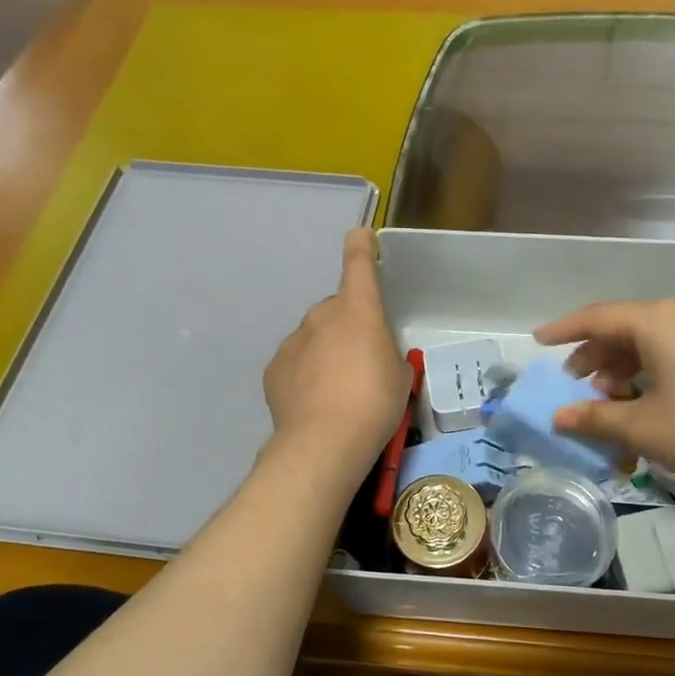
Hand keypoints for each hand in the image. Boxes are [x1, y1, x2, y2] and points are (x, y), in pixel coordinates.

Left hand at [262, 228, 410, 475]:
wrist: (325, 441)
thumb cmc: (375, 402)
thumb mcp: (400, 377)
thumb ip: (388, 356)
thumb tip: (375, 358)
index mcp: (358, 311)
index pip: (359, 266)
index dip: (361, 248)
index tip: (360, 235)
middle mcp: (322, 317)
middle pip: (336, 310)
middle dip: (348, 327)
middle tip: (362, 363)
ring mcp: (293, 342)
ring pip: (314, 338)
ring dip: (326, 353)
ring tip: (337, 391)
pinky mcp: (274, 369)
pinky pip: (295, 363)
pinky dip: (305, 375)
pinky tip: (315, 403)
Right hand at [533, 299, 674, 479]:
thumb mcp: (642, 427)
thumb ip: (595, 418)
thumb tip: (559, 418)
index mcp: (656, 322)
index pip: (597, 318)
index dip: (564, 330)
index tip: (539, 340)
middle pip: (625, 326)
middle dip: (595, 353)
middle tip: (574, 380)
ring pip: (651, 339)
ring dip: (622, 364)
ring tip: (608, 396)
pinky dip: (650, 368)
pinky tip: (645, 396)